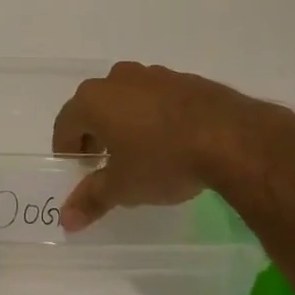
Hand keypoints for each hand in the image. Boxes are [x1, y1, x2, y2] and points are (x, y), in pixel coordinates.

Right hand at [50, 62, 286, 229]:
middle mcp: (116, 79)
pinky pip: (155, 97)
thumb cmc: (163, 160)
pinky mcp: (182, 78)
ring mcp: (152, 75)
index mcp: (93, 100)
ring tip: (139, 152)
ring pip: (125, 99)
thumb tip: (66, 220)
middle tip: (104, 163)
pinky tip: (169, 140)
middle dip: (94, 134)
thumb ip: (92, 199)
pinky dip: (153, 115)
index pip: (65, 124)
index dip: (67, 149)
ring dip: (124, 122)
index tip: (78, 170)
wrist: (230, 137)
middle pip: (93, 107)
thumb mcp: (124, 187)